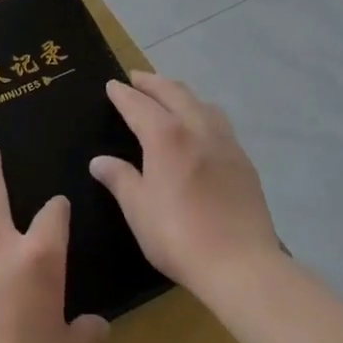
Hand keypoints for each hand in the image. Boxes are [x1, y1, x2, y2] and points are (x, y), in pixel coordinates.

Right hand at [91, 72, 281, 297]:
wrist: (242, 264)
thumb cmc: (179, 236)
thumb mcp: (138, 209)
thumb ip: (119, 179)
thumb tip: (99, 161)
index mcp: (166, 135)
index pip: (138, 104)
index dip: (123, 94)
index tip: (112, 85)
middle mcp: (196, 128)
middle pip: (173, 92)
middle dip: (152, 82)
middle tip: (137, 78)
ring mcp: (225, 142)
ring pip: (201, 102)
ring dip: (180, 93)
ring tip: (169, 96)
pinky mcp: (243, 160)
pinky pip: (219, 122)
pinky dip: (202, 113)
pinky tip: (200, 128)